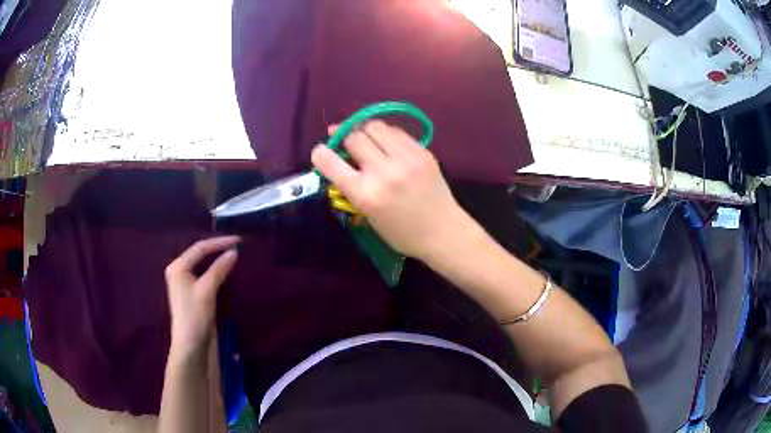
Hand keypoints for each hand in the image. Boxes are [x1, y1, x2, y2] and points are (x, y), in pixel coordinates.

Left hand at [164, 236, 239, 356]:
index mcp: (178, 266)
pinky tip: (227, 270)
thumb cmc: (195, 316)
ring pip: (204, 264)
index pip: (200, 248)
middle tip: (238, 245)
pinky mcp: (193, 293)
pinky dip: (217, 270)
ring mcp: (185, 282)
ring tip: (235, 254)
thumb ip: (219, 269)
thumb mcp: (207, 290)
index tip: (239, 240)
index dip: (219, 242)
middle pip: (200, 254)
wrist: (191, 345)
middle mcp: (180, 270)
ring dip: (218, 259)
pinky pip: (206, 275)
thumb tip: (234, 252)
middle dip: (218, 248)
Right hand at [311, 121, 466, 259]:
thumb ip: (352, 188)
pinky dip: (384, 133)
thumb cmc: (402, 233)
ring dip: (362, 129)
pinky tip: (385, 142)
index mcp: (366, 195)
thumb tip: (340, 162)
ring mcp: (406, 158)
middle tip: (343, 141)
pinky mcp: (422, 151)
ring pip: (374, 126)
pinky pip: (396, 131)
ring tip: (363, 136)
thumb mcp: (368, 216)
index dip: (320, 153)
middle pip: (354, 136)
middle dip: (343, 136)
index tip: (320, 151)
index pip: (331, 163)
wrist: (444, 232)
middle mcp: (384, 171)